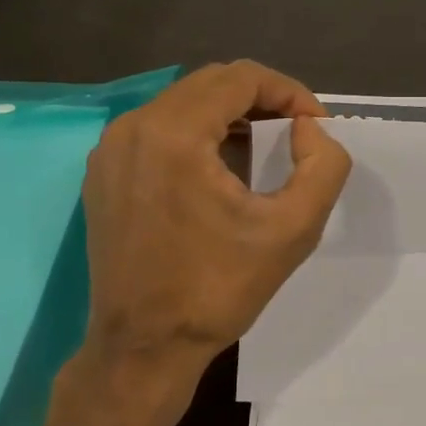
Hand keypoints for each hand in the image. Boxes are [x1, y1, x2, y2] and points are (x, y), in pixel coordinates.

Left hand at [77, 61, 352, 410]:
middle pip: (210, 83)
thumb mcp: (293, 230)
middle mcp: (134, 127)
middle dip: (261, 100)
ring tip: (263, 148)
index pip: (242, 77)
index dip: (289, 92)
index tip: (315, 127)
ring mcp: (110, 149)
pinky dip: (196, 134)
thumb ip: (322, 166)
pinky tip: (219, 170)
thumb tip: (308, 130)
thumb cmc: (217, 289)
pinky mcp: (103, 172)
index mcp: (174, 134)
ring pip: (183, 103)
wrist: (143, 348)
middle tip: (296, 134)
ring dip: (229, 115)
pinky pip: (158, 129)